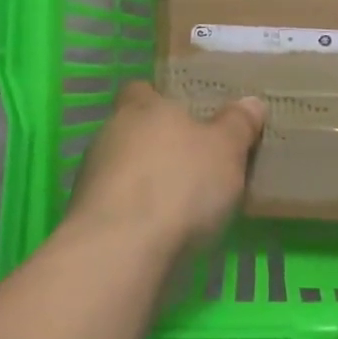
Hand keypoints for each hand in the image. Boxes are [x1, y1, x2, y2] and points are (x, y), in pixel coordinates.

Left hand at [65, 81, 266, 253]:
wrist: (121, 250)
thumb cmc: (179, 183)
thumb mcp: (226, 149)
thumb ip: (237, 124)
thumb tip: (250, 102)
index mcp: (141, 106)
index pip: (142, 89)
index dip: (162, 99)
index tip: (186, 114)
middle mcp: (109, 133)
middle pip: (134, 130)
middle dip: (159, 144)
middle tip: (194, 161)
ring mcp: (91, 176)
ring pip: (123, 168)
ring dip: (145, 181)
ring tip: (181, 202)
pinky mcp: (86, 216)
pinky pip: (117, 203)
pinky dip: (135, 212)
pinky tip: (160, 231)